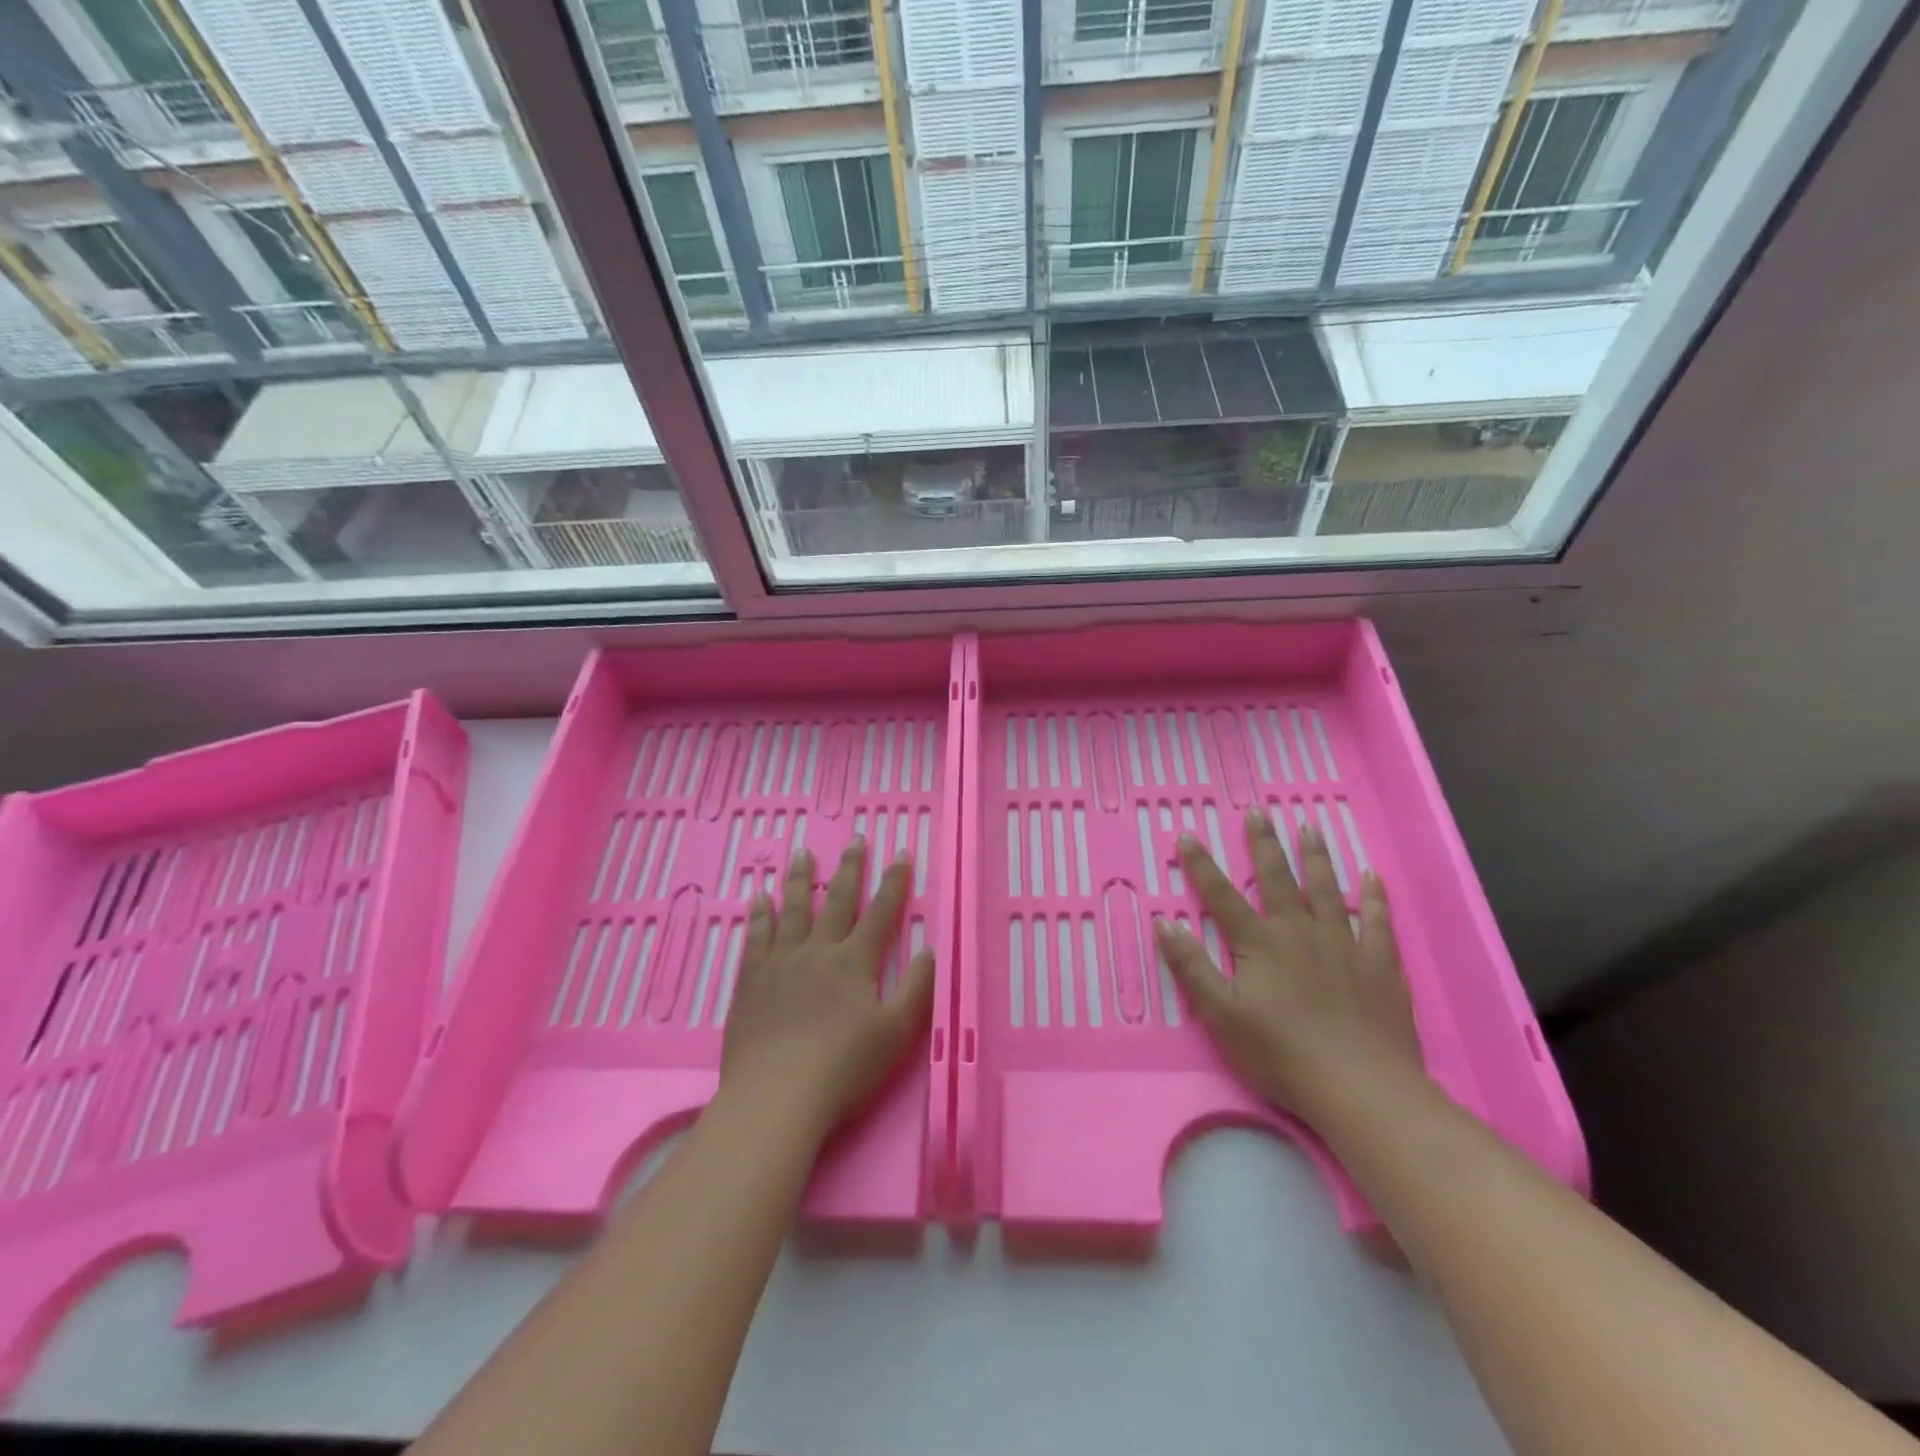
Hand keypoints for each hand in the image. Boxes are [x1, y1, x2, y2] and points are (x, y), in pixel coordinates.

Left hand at [719, 838, 933, 1141]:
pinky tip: (758, 898)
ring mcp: (780, 963)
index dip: (893, 882)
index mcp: (854, 962)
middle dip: (849, 868)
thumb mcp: (896, 1033)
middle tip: (854, 839)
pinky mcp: (751, 981)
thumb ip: (917, 988)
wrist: (776, 1097)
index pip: (880, 913)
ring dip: (799, 878)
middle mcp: (818, 951)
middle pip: (836, 900)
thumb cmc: (843, 1069)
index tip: (900, 852)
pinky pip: (756, 937)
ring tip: (802, 852)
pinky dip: (759, 915)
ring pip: (792, 909)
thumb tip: (930, 948)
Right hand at [1154, 809, 1423, 1127]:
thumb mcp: (1221, 1015)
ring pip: (1328, 889)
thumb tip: (1164, 922)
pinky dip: (1375, 898)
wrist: (1361, 1088)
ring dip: (1317, 857)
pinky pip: (1378, 922)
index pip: (1222, 896)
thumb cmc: (1281, 1054)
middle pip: (1279, 879)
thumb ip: (1191, 967)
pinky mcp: (1380, 965)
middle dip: (1264, 844)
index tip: (1187, 835)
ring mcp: (1344, 945)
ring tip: (1311, 827)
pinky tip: (1373, 877)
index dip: (1201, 866)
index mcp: (1260, 944)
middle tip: (1259, 811)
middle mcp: (1300, 932)